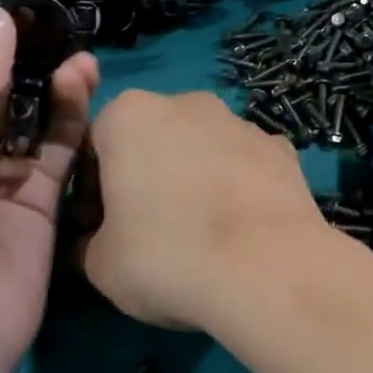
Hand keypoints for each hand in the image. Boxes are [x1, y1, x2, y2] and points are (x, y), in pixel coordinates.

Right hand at [75, 90, 336, 331]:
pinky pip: (246, 165)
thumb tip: (95, 241)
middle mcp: (188, 103)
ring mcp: (242, 123)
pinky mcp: (284, 149)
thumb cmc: (169, 257)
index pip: (93, 145)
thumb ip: (88, 242)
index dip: (90, 189)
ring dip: (194, 177)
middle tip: (148, 230)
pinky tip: (243, 228)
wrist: (270, 269)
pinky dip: (239, 187)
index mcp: (129, 115)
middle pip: (152, 139)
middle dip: (145, 175)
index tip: (98, 228)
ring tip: (202, 233)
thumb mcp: (100, 264)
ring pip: (203, 148)